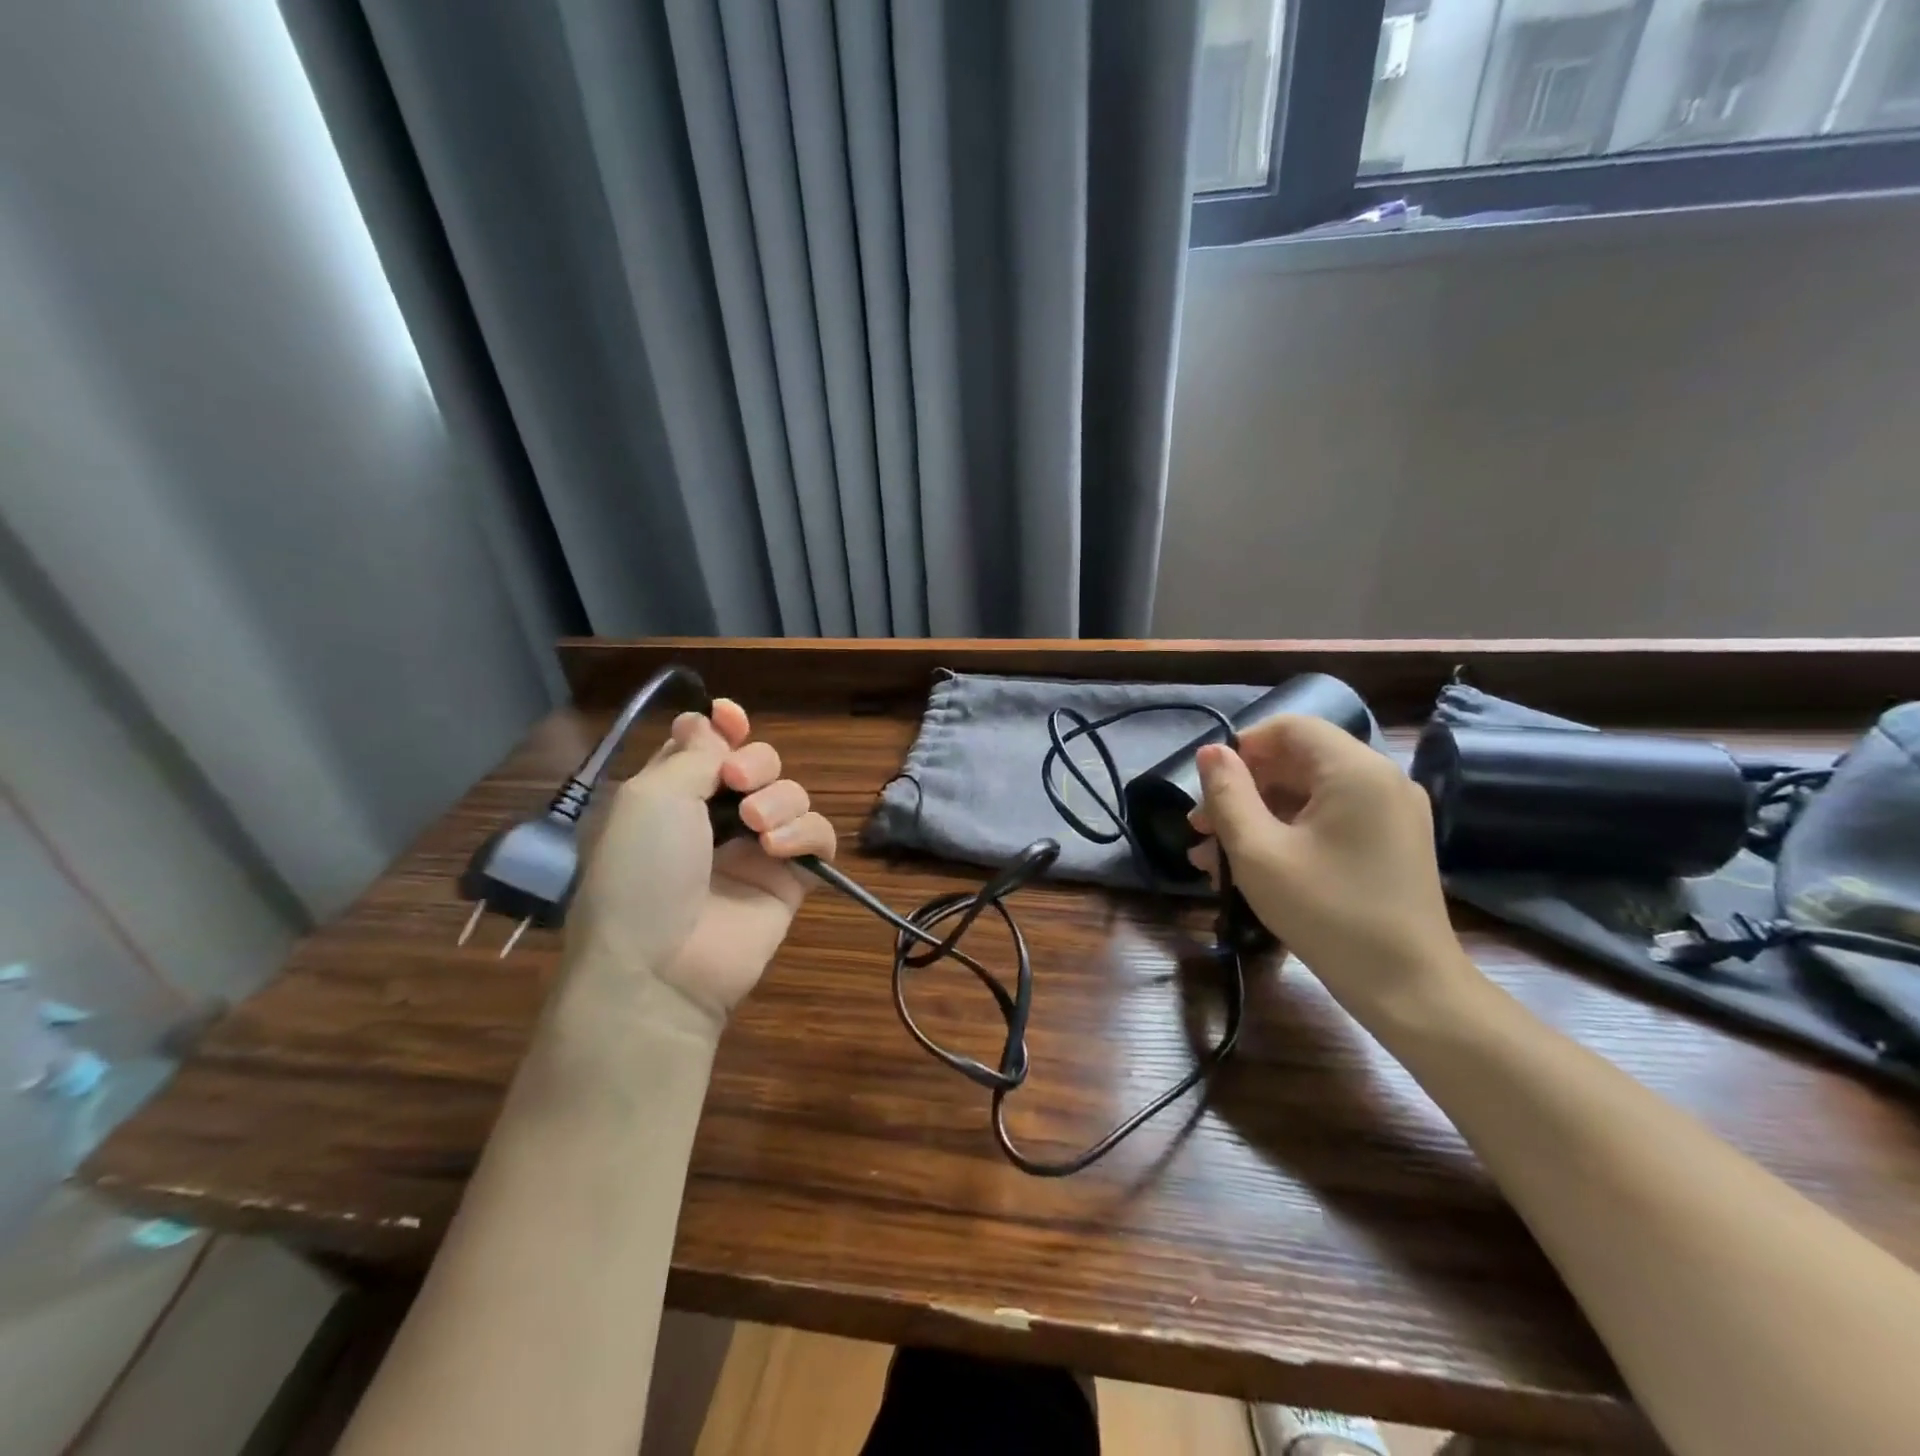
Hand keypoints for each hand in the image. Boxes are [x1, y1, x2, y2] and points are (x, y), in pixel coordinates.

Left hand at [566, 700, 836, 1035]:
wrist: (661, 966)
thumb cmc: (641, 872)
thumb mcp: (652, 796)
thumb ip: (694, 753)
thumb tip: (710, 723)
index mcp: (673, 794)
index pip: (709, 745)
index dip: (724, 726)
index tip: (730, 717)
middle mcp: (715, 816)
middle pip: (759, 763)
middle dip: (755, 762)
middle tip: (737, 782)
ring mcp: (756, 849)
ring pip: (792, 794)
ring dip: (780, 800)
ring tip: (757, 828)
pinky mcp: (791, 879)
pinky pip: (819, 836)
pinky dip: (806, 833)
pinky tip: (779, 849)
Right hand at [1189, 715, 1476, 1022]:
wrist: (1409, 988)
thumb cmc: (1327, 913)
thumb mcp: (1258, 852)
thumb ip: (1227, 795)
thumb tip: (1210, 752)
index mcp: (1355, 770)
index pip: (1290, 727)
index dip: (1242, 748)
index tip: (1208, 787)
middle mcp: (1380, 779)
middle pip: (1298, 761)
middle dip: (1243, 790)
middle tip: (1201, 830)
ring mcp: (1391, 812)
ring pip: (1309, 794)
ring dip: (1258, 816)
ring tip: (1214, 857)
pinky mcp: (1391, 842)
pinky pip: (1330, 819)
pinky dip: (1289, 832)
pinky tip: (1253, 867)